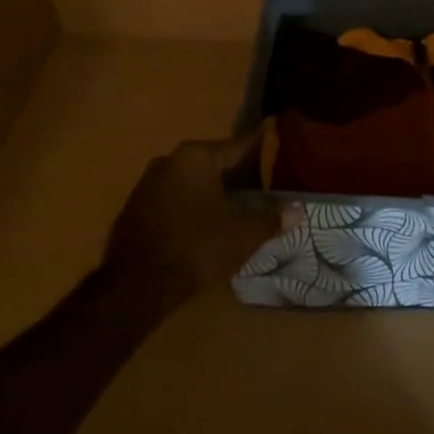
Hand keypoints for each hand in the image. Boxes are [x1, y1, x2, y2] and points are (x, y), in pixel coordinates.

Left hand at [100, 131, 287, 301]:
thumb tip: (299, 211)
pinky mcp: (134, 209)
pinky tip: (204, 225)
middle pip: (214, 162)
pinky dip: (190, 207)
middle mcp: (169, 160)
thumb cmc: (197, 248)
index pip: (239, 146)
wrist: (135, 287)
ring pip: (191, 181)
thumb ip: (272, 218)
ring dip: (211, 191)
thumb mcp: (243, 235)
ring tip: (236, 207)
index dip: (262, 151)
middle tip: (263, 186)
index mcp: (197, 156)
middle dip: (237, 174)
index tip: (279, 150)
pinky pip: (172, 199)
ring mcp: (146, 184)